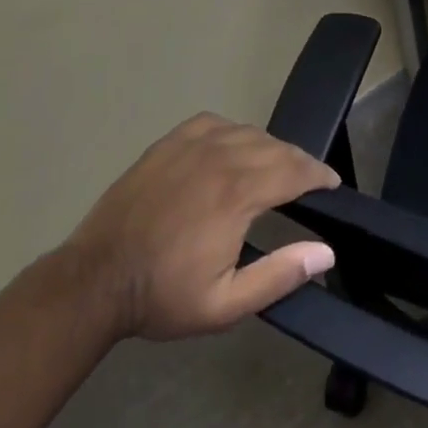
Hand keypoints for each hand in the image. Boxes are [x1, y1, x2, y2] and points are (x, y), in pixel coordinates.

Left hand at [66, 113, 340, 342]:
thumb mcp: (224, 304)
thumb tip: (326, 251)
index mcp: (238, 193)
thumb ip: (279, 275)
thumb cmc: (162, 295)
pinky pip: (217, 123)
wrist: (95, 279)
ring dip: (270, 148)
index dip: (319, 174)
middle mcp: (221, 157)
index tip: (332, 183)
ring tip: (275, 168)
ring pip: (249, 132)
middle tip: (309, 180)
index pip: (295, 170)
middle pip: (276, 148)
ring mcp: (193, 144)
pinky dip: (235, 132)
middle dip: (299, 162)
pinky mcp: (171, 141)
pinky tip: (234, 148)